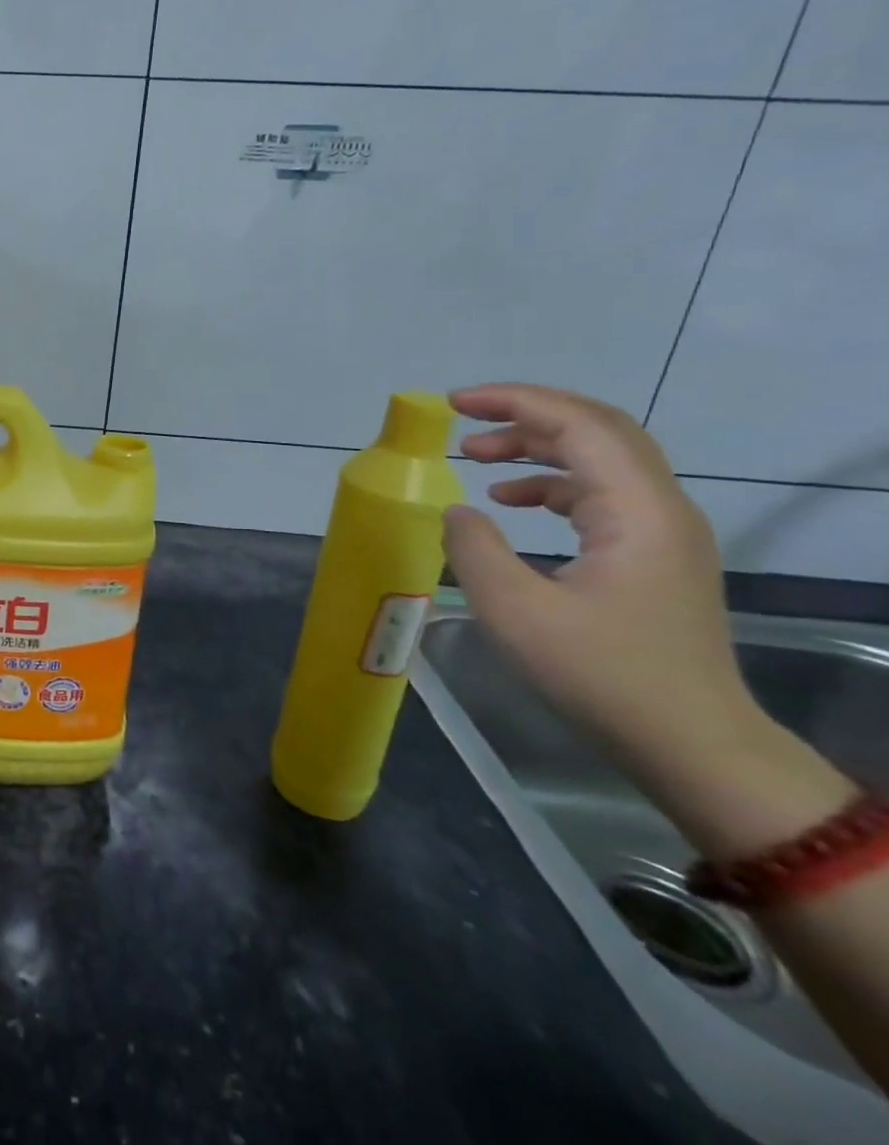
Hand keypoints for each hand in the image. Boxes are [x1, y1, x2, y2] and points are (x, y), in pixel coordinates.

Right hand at [439, 383, 759, 775]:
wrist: (691, 743)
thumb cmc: (602, 674)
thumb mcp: (515, 610)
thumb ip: (474, 549)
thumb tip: (458, 510)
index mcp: (636, 512)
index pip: (579, 425)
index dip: (515, 401)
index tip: (453, 403)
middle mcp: (659, 509)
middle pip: (597, 430)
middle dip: (525, 415)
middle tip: (461, 420)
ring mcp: (661, 533)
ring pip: (599, 460)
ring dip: (535, 447)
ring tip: (475, 456)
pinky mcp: (652, 556)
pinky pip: (599, 494)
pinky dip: (549, 482)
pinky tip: (509, 500)